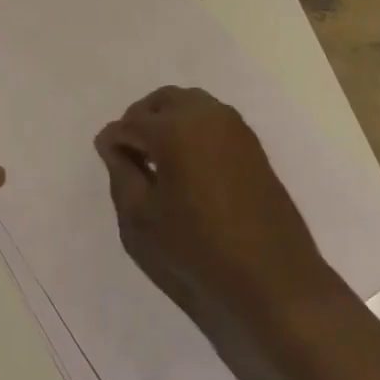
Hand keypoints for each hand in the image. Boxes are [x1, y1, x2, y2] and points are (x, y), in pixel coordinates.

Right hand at [95, 86, 332, 318]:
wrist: (273, 278)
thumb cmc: (198, 249)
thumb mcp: (141, 220)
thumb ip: (121, 174)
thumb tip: (113, 146)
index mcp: (174, 128)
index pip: (130, 123)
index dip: (114, 141)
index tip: (106, 159)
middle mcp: (205, 114)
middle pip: (162, 101)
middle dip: (141, 120)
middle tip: (130, 154)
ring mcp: (233, 125)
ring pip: (189, 104)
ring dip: (168, 120)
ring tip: (158, 159)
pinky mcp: (252, 142)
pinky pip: (211, 119)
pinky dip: (192, 128)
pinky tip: (187, 164)